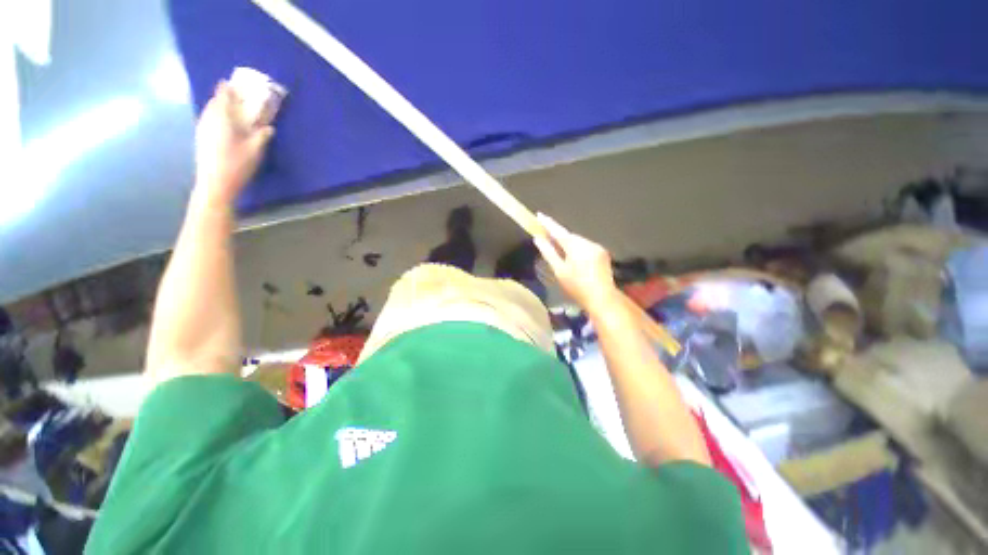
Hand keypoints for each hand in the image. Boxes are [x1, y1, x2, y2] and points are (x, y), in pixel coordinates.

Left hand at [194, 81, 273, 203]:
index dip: (229, 88)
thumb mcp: (255, 150)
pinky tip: (226, 127)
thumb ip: (261, 135)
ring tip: (233, 112)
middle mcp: (208, 119)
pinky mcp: (201, 138)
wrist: (215, 184)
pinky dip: (217, 118)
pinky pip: (209, 120)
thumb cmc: (236, 164)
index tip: (237, 84)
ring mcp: (202, 129)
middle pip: (214, 102)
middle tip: (239, 98)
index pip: (222, 95)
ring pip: (210, 111)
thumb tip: (268, 127)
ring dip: (221, 108)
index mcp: (221, 117)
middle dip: (225, 97)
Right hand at [533, 213, 617, 311]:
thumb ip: (549, 253)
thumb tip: (538, 239)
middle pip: (570, 236)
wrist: (602, 298)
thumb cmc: (577, 287)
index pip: (559, 231)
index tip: (539, 215)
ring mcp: (597, 247)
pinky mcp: (602, 253)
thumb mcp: (559, 271)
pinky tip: (574, 258)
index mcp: (575, 246)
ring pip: (578, 241)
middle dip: (558, 236)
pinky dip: (578, 249)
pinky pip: (586, 246)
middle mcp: (588, 243)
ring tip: (559, 251)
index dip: (548, 224)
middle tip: (547, 237)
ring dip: (568, 243)